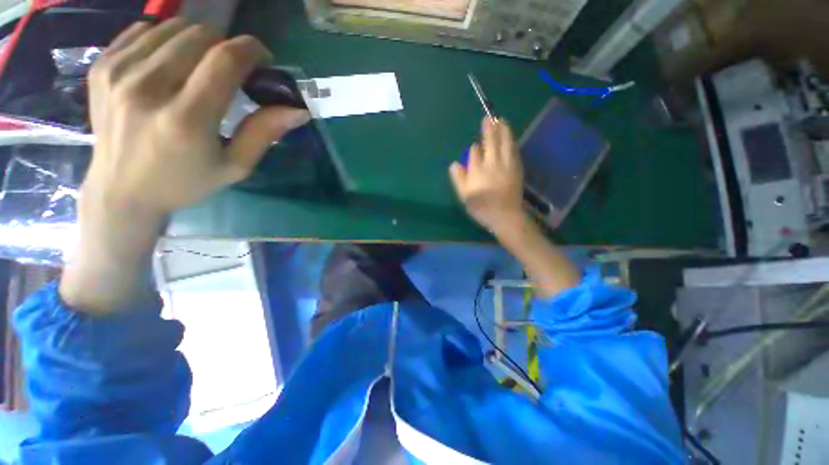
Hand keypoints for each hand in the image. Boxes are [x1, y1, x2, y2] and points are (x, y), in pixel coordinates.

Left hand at [83, 19, 309, 221]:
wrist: (121, 192)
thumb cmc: (186, 183)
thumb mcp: (235, 167)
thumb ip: (264, 133)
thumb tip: (298, 110)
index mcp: (185, 119)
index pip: (224, 60)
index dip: (251, 50)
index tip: (263, 59)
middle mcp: (147, 88)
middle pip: (200, 36)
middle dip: (226, 45)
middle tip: (233, 69)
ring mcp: (118, 73)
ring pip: (173, 27)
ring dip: (199, 40)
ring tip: (202, 65)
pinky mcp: (102, 66)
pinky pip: (144, 30)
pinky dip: (167, 38)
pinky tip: (172, 61)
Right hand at [449, 117, 525, 233]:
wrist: (505, 215)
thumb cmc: (481, 207)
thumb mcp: (464, 196)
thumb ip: (459, 179)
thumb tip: (454, 163)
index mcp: (478, 170)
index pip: (475, 153)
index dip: (474, 149)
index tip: (475, 146)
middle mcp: (492, 163)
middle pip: (491, 142)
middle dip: (489, 129)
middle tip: (489, 118)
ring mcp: (507, 164)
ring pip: (505, 143)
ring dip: (503, 130)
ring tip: (502, 120)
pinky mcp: (517, 169)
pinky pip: (514, 151)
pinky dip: (512, 142)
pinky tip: (511, 138)